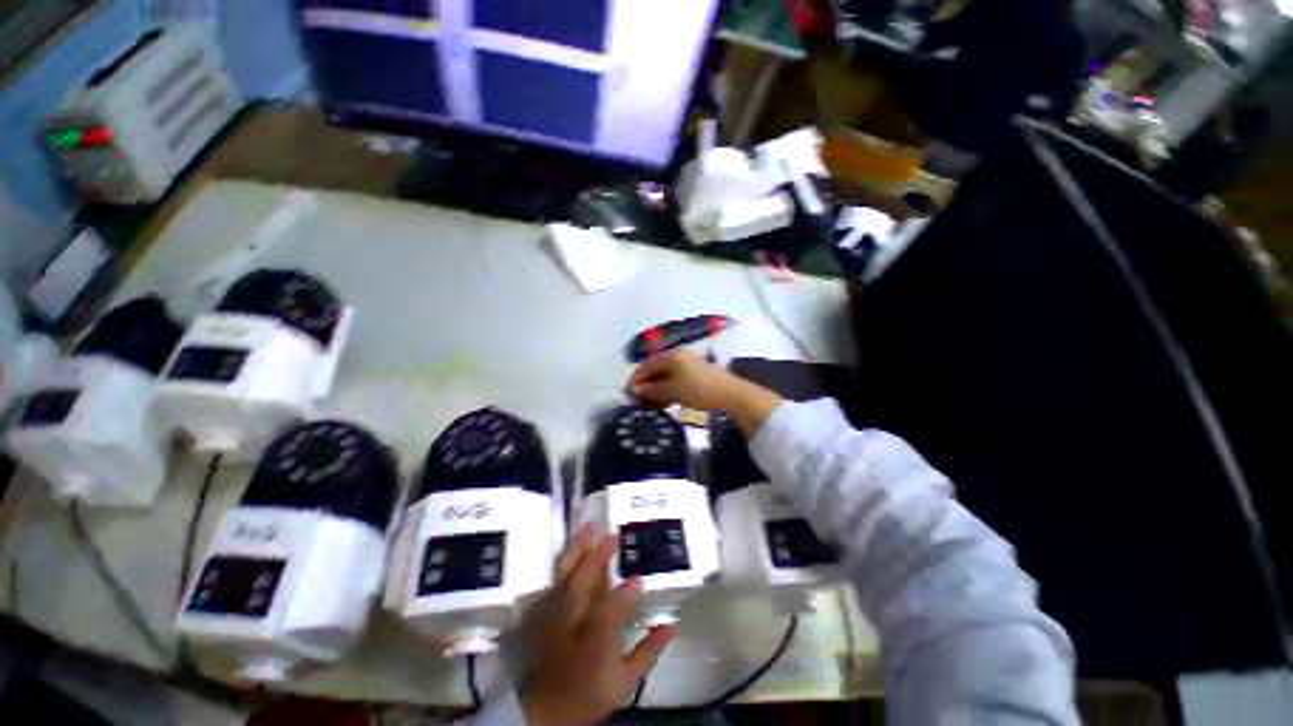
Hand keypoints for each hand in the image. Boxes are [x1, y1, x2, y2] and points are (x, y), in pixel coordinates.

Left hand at [519, 525, 673, 724]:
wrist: (547, 707)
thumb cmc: (589, 692)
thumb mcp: (624, 681)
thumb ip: (648, 652)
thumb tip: (670, 626)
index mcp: (595, 639)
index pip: (613, 610)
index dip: (626, 593)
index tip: (639, 578)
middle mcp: (574, 620)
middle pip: (585, 582)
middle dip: (600, 557)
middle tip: (614, 534)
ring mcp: (557, 612)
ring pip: (567, 574)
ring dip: (579, 549)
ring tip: (589, 526)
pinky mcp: (547, 609)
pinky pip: (557, 578)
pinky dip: (566, 559)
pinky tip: (574, 545)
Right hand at [627, 350, 781, 436]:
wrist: (730, 394)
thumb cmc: (698, 389)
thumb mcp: (672, 390)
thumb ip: (652, 389)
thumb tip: (634, 391)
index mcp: (671, 356)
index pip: (646, 365)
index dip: (636, 379)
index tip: (628, 394)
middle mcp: (678, 357)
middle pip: (655, 370)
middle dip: (646, 385)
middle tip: (638, 401)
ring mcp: (688, 366)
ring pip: (665, 377)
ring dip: (656, 390)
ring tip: (650, 404)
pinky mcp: (695, 375)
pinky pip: (675, 381)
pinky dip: (668, 391)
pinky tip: (666, 402)